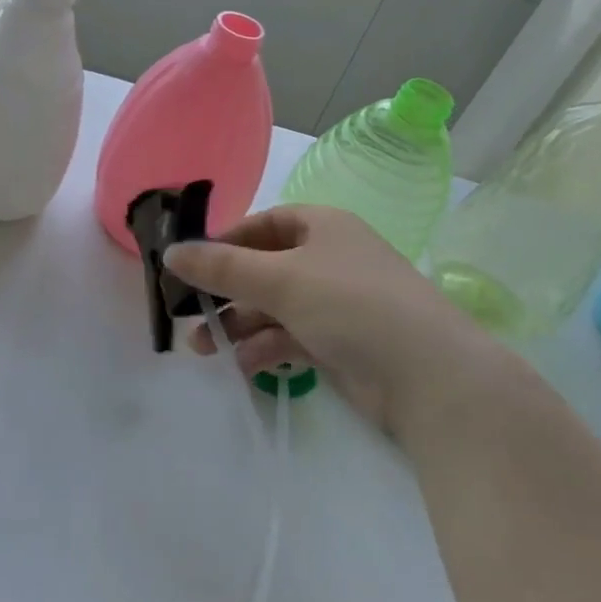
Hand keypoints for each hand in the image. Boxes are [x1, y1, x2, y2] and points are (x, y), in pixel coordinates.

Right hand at [165, 206, 508, 442]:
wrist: (430, 377)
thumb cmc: (351, 305)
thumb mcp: (279, 279)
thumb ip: (221, 267)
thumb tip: (170, 253)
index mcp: (322, 227)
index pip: (263, 224)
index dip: (225, 241)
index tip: (190, 265)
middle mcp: (329, 260)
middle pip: (263, 269)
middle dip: (225, 292)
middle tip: (187, 313)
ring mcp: (336, 304)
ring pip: (273, 307)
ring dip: (238, 325)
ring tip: (203, 348)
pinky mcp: (340, 344)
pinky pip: (291, 338)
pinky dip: (266, 349)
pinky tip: (244, 365)